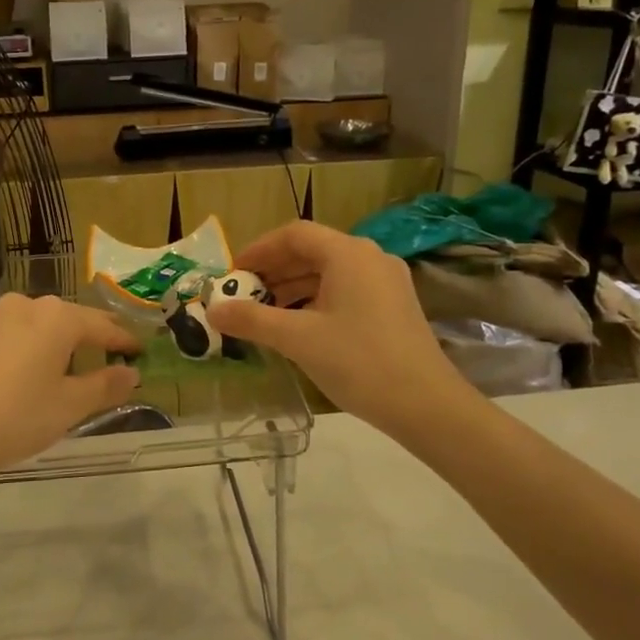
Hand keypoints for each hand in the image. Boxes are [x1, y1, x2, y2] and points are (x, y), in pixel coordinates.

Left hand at [0, 294, 141, 483]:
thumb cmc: (18, 416)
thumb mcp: (70, 405)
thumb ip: (105, 386)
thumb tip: (132, 374)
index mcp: (57, 317)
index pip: (103, 326)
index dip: (124, 341)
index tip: (141, 351)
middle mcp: (30, 305)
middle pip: (74, 319)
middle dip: (97, 336)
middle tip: (118, 353)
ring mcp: (0, 317)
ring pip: (47, 324)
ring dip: (68, 340)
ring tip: (85, 360)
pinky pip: (25, 332)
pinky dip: (43, 344)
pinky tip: (46, 364)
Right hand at [205, 221, 472, 439]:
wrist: (426, 405)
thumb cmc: (358, 362)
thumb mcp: (298, 339)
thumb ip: (252, 320)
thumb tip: (212, 310)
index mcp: (348, 254)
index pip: (294, 234)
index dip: (258, 250)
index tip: (233, 273)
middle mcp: (370, 258)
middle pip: (312, 251)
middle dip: (274, 271)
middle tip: (243, 296)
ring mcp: (386, 282)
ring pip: (329, 273)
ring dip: (293, 288)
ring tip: (265, 314)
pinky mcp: (394, 306)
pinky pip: (346, 291)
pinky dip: (316, 301)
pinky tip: (299, 328)